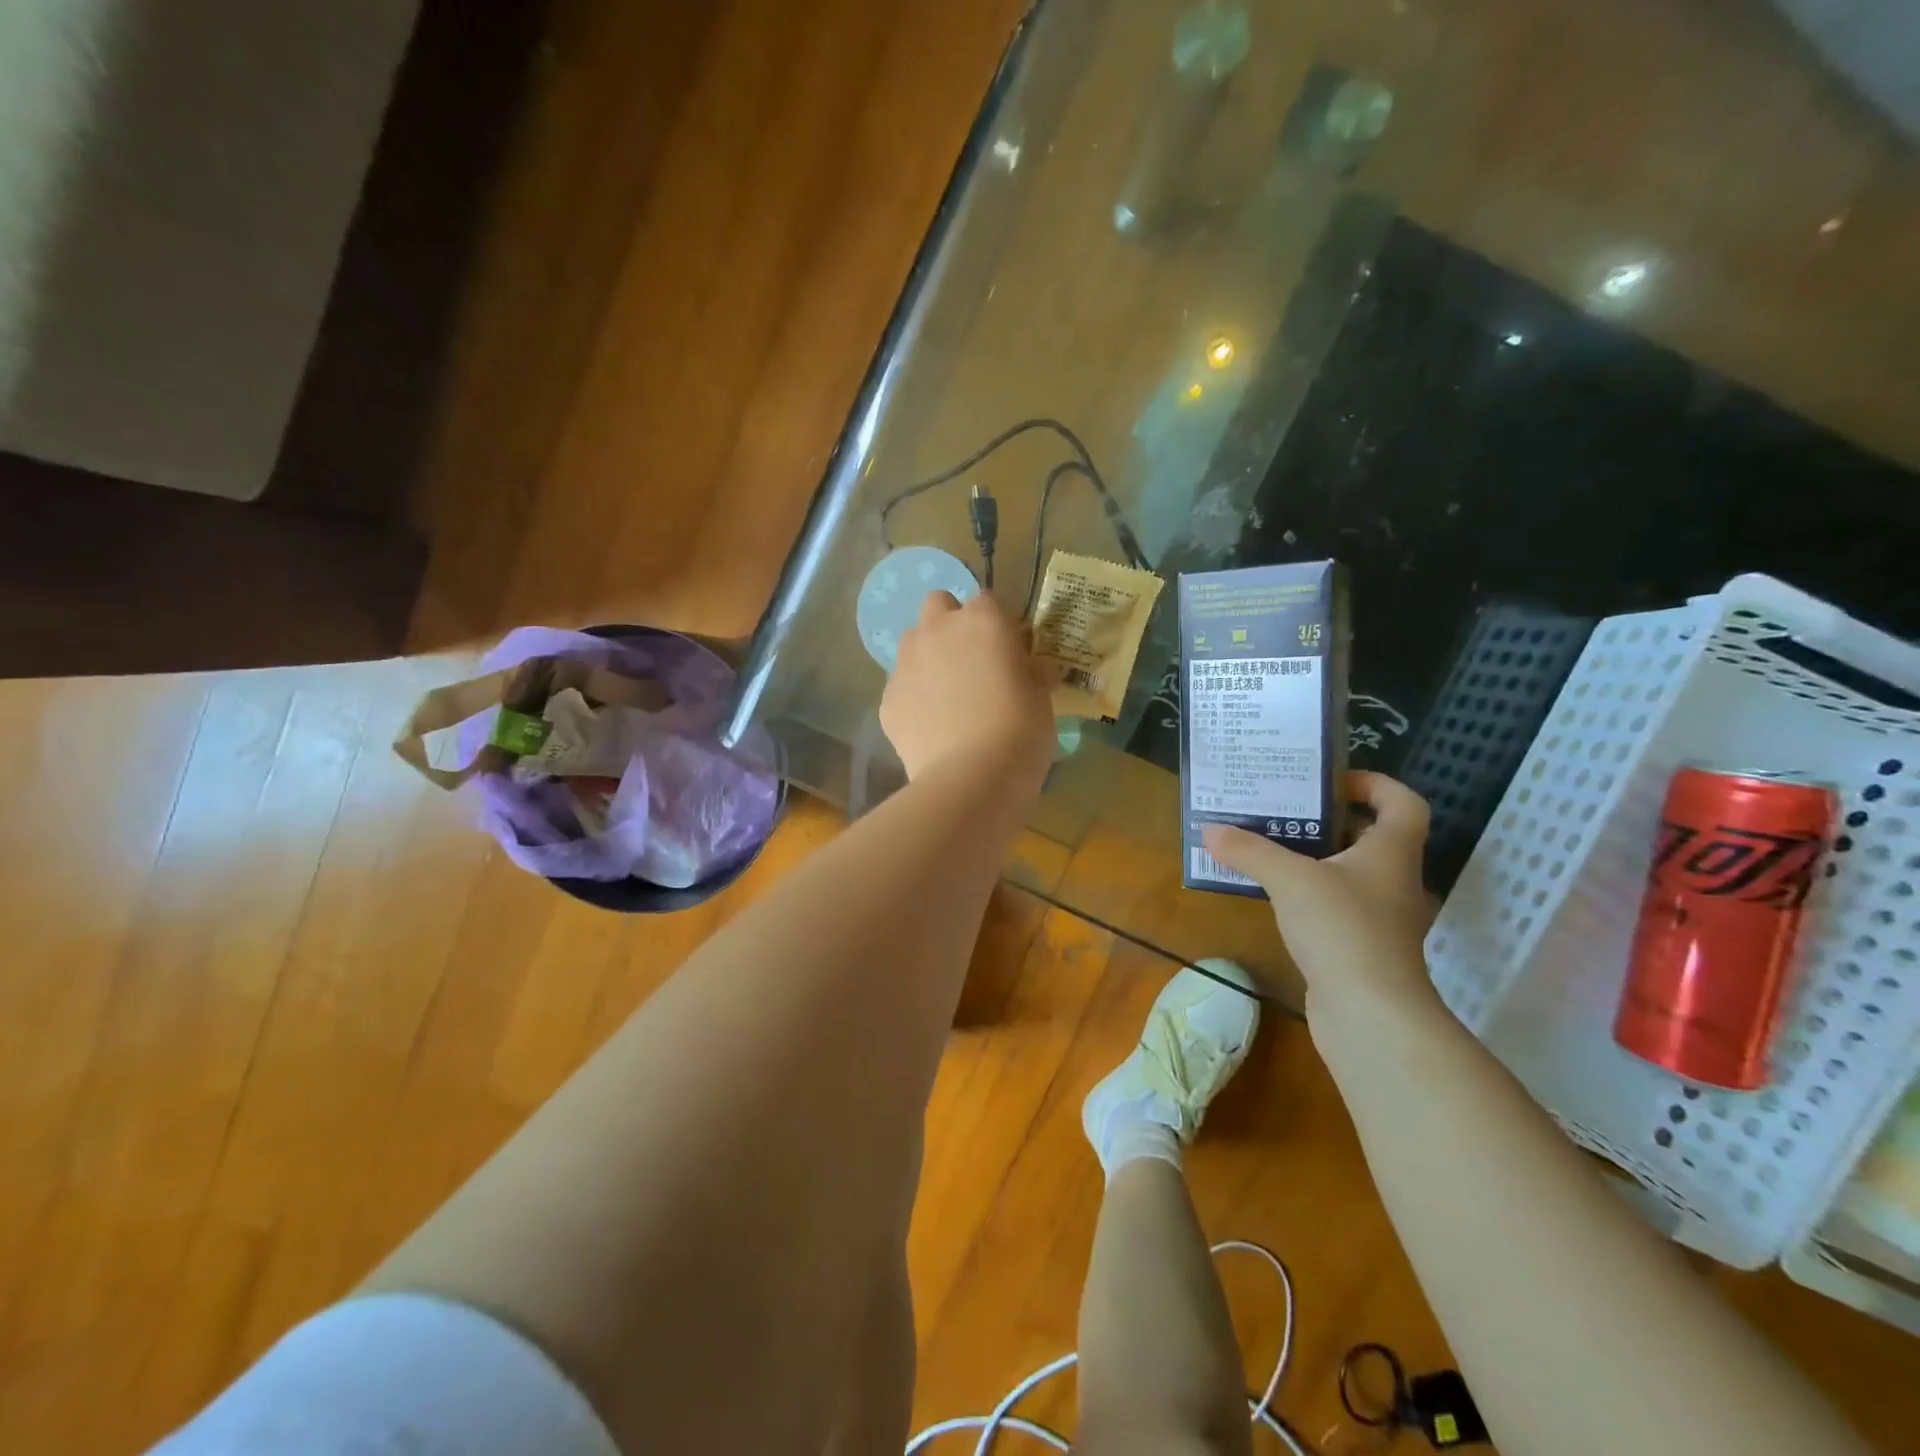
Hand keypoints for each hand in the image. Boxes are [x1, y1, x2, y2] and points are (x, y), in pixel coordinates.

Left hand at [881, 590, 1055, 789]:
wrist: (972, 778)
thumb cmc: (1020, 730)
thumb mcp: (1040, 695)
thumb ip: (1029, 670)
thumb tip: (1030, 668)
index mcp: (981, 620)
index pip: (987, 601)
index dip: (997, 624)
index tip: (1007, 650)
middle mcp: (936, 631)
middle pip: (938, 605)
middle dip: (951, 624)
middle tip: (970, 661)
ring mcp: (905, 664)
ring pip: (912, 644)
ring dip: (928, 657)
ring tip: (947, 696)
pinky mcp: (887, 700)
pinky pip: (900, 687)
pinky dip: (913, 698)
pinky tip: (931, 727)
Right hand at [1203, 772, 1439, 1023]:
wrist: (1370, 1015)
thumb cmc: (1342, 929)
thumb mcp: (1290, 879)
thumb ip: (1250, 851)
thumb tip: (1210, 830)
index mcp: (1390, 852)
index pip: (1402, 802)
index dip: (1374, 783)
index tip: (1328, 780)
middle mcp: (1391, 879)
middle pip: (1368, 835)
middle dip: (1326, 818)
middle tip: (1281, 806)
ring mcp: (1377, 916)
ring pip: (1345, 871)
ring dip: (1310, 856)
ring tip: (1264, 843)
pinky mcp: (1358, 945)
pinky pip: (1331, 904)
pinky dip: (1304, 892)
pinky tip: (1270, 892)